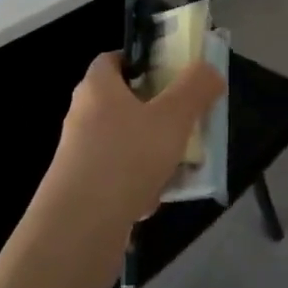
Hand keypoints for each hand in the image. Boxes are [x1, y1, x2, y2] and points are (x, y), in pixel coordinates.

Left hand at [46, 52, 225, 232]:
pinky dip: (139, 183)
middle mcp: (83, 115)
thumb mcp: (172, 117)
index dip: (143, 61)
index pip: (114, 58)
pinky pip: (118, 176)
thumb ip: (195, 88)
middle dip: (158, 111)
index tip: (172, 74)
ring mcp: (80, 154)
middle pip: (124, 102)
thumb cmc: (126, 158)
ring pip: (125, 142)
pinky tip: (155, 199)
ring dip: (152, 151)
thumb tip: (208, 69)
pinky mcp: (83, 189)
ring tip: (181, 163)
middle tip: (186, 120)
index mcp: (97, 87)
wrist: (79, 229)